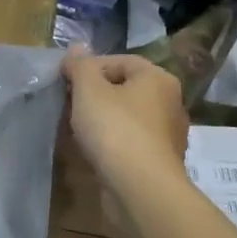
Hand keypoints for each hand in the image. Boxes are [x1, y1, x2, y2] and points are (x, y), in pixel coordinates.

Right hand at [64, 51, 189, 191]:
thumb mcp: (89, 89)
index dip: (89, 68)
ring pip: (128, 118)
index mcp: (158, 78)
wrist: (141, 189)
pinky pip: (131, 143)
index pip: (119, 60)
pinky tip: (94, 152)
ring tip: (77, 129)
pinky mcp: (161, 162)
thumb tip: (76, 48)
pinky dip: (113, 143)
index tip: (66, 82)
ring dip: (103, 120)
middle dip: (95, 95)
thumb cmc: (115, 129)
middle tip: (69, 104)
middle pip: (125, 89)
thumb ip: (80, 66)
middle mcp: (170, 102)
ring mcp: (168, 135)